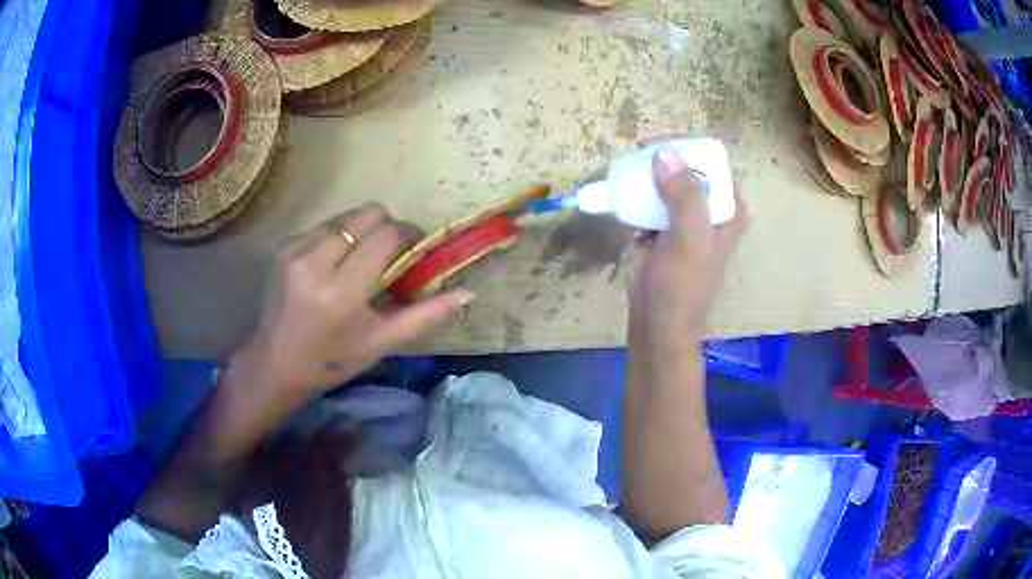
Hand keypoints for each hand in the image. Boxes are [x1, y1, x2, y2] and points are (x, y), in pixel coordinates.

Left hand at [232, 203, 473, 396]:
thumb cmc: (332, 361)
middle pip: (368, 213)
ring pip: (346, 217)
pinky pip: (324, 226)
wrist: (275, 364)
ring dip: (362, 232)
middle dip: (387, 227)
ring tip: (360, 263)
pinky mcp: (284, 246)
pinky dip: (339, 238)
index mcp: (343, 291)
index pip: (386, 235)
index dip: (408, 235)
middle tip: (390, 255)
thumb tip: (468, 294)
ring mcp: (295, 250)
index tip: (414, 251)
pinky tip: (334, 266)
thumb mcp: (381, 344)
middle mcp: (316, 261)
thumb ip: (426, 316)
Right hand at [628, 147, 747, 351]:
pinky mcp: (661, 228)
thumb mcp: (690, 241)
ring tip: (624, 168)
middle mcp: (709, 209)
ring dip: (646, 173)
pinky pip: (649, 199)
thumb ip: (684, 197)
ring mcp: (684, 218)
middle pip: (687, 168)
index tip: (655, 144)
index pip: (712, 163)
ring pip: (666, 181)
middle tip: (635, 153)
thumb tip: (665, 154)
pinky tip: (620, 190)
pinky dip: (635, 192)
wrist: (657, 325)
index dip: (686, 148)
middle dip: (662, 158)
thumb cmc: (682, 288)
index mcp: (728, 209)